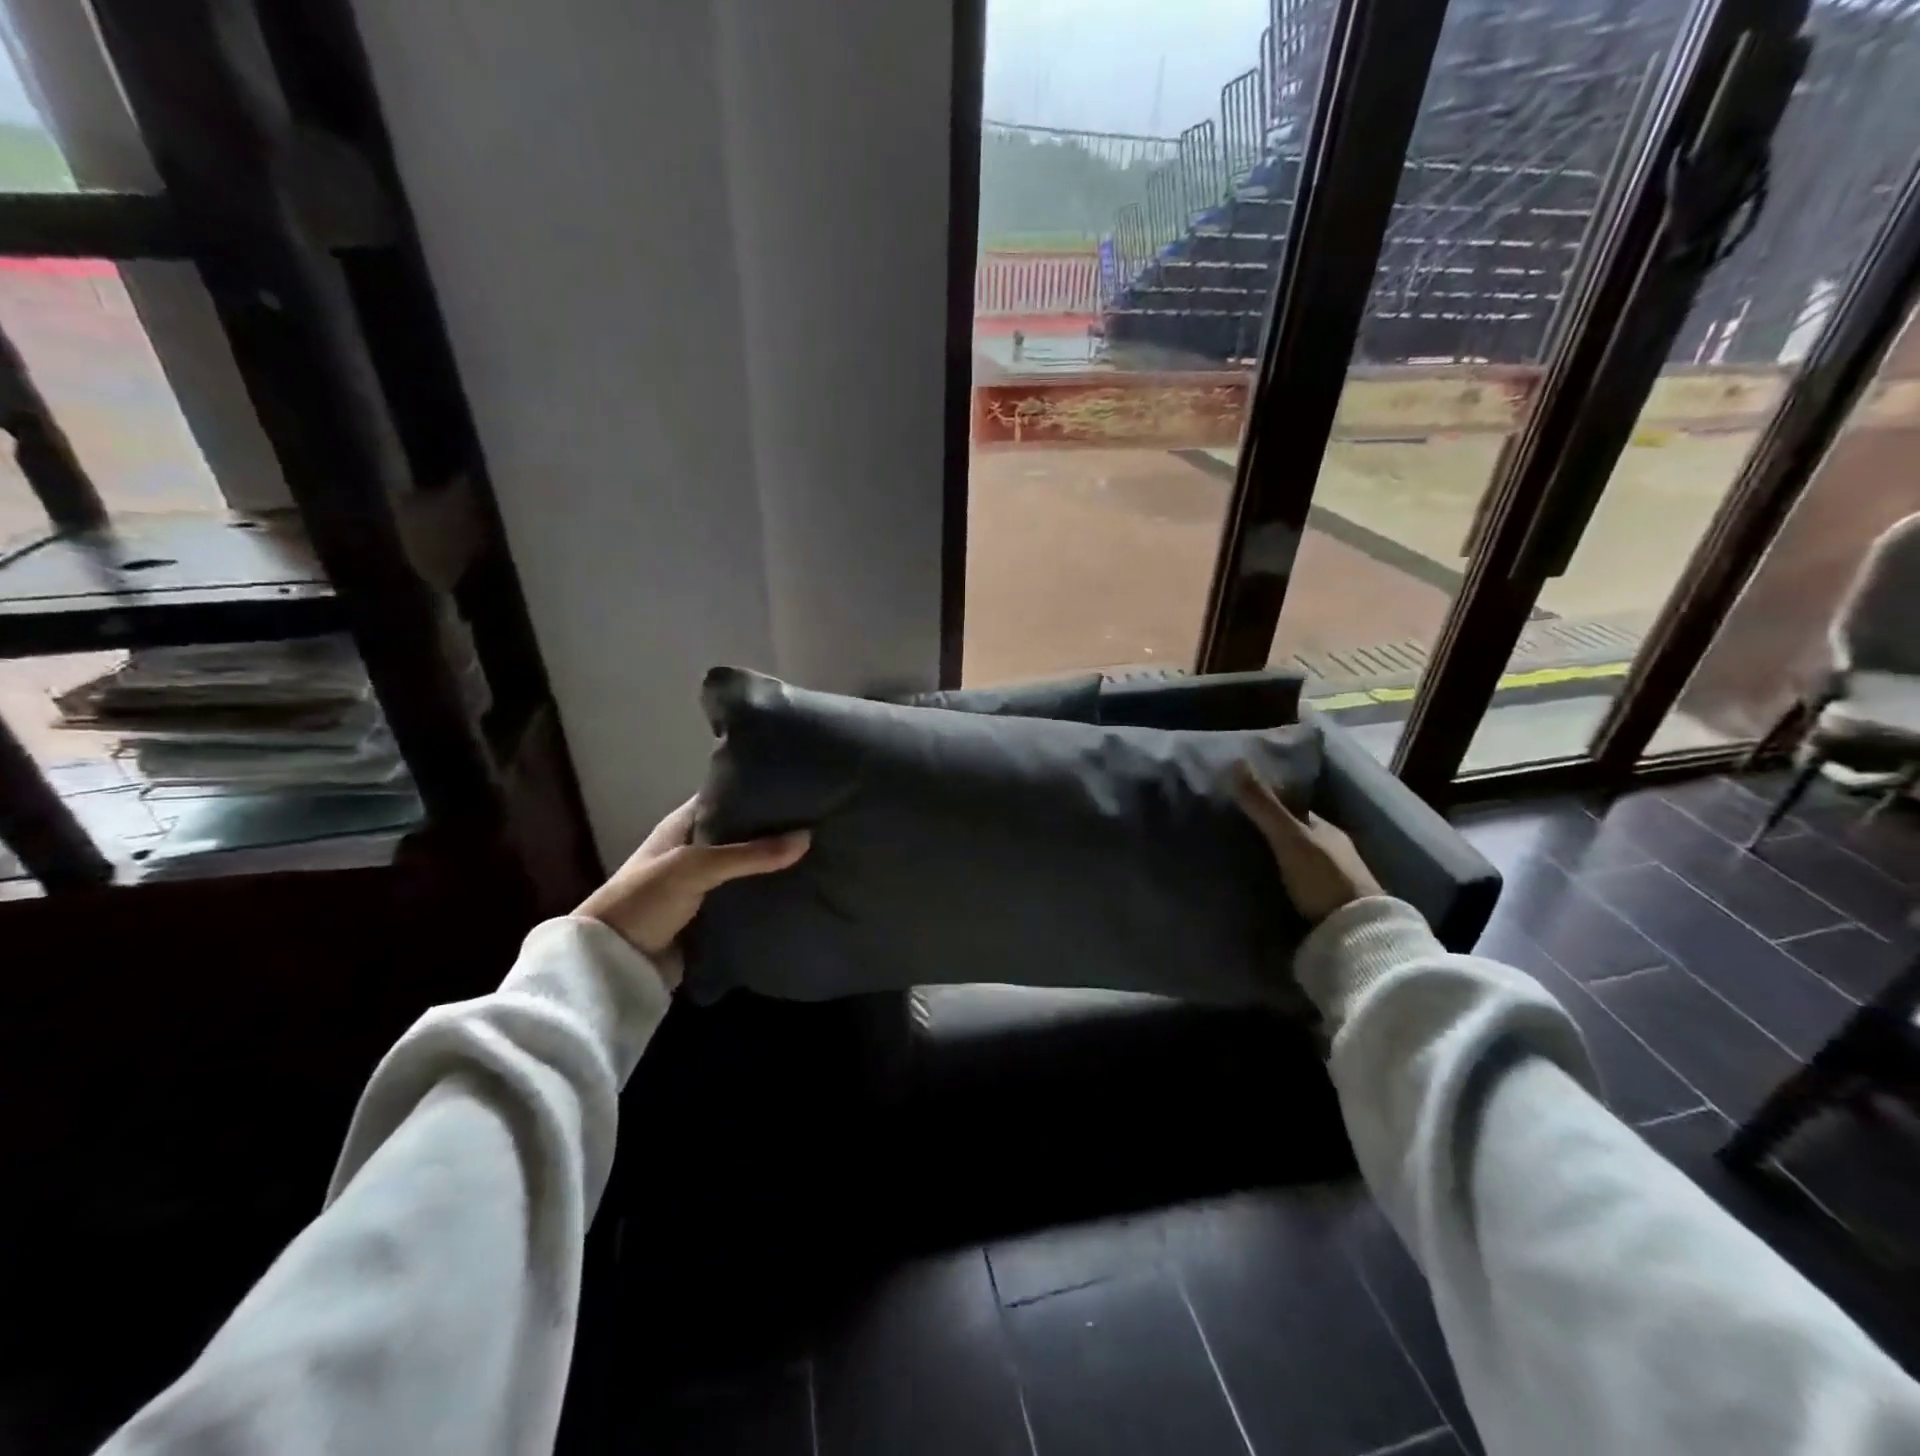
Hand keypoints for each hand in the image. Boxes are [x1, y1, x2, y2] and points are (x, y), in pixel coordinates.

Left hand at [574, 797, 809, 981]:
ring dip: (773, 865)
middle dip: (773, 830)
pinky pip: (746, 898)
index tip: (795, 789)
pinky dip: (767, 895)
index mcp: (683, 826)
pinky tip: (801, 888)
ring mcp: (704, 884)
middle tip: (818, 822)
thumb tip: (807, 838)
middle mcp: (695, 850)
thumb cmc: (646, 899)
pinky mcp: (712, 915)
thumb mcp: (696, 867)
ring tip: (819, 853)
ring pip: (747, 868)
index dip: (756, 792)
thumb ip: (749, 854)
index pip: (725, 798)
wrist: (614, 963)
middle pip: (741, 834)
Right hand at [1232, 761, 1381, 924]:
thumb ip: (1264, 805)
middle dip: (1274, 832)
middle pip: (1299, 835)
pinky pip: (1301, 885)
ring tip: (1247, 860)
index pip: (1297, 810)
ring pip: (1301, 860)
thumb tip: (1235, 762)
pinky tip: (1268, 886)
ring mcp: (1334, 880)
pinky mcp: (1329, 906)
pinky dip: (1285, 881)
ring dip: (1279, 859)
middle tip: (1239, 832)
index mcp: (1327, 830)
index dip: (1273, 804)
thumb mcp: (1289, 837)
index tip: (1244, 802)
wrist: (1355, 933)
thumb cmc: (1324, 877)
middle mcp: (1334, 851)